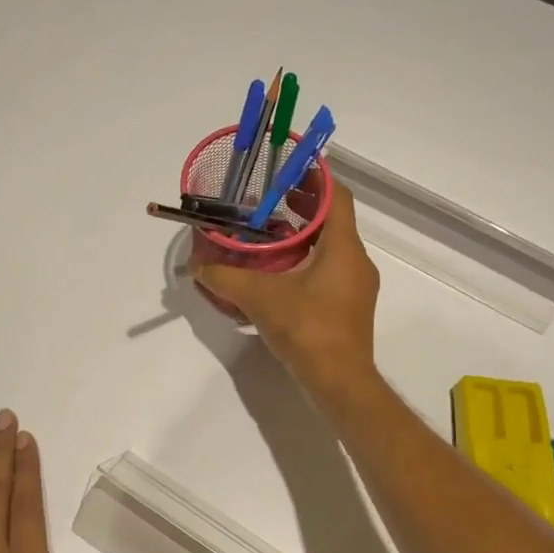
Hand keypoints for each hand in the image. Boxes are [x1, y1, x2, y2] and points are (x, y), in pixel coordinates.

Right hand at [194, 184, 380, 402]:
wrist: (340, 383)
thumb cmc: (308, 329)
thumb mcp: (259, 298)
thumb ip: (225, 278)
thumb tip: (197, 266)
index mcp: (344, 247)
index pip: (338, 196)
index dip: (316, 177)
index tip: (289, 169)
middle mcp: (356, 262)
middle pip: (333, 220)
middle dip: (303, 207)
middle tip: (268, 200)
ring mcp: (355, 287)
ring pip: (331, 248)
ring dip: (303, 236)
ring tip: (268, 233)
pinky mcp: (348, 309)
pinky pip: (329, 271)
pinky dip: (306, 262)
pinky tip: (278, 274)